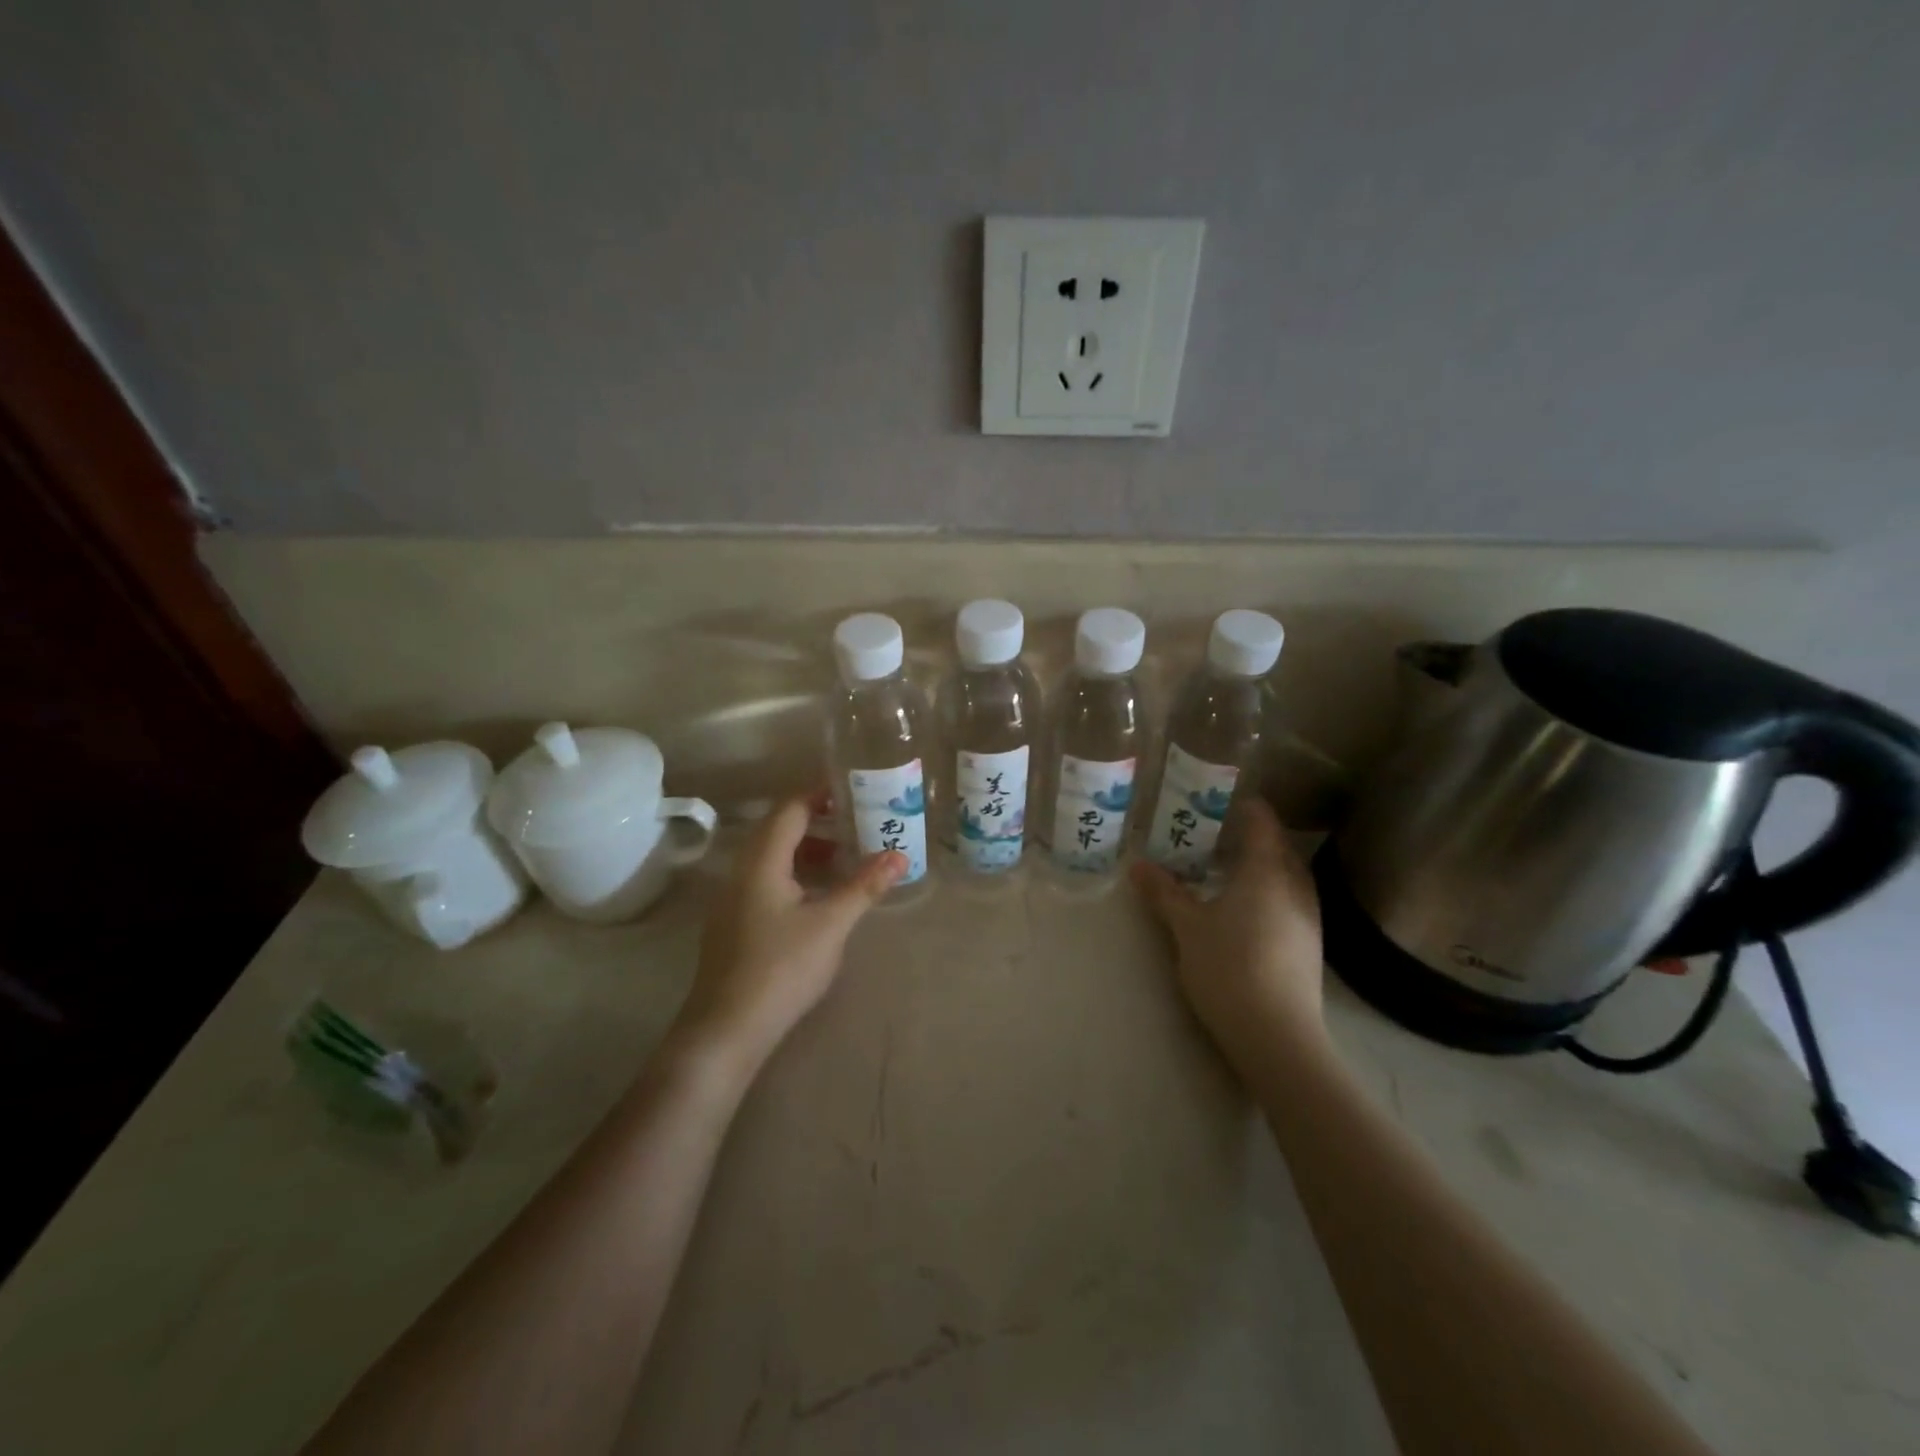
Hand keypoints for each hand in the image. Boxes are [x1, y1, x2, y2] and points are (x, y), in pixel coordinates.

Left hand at [672, 795, 904, 1075]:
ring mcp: (734, 899)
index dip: (819, 795)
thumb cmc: (780, 968)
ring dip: (807, 851)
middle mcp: (742, 872)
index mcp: (761, 862)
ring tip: (845, 858)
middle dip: (818, 822)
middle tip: (857, 823)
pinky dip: (796, 874)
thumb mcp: (831, 925)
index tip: (854, 791)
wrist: (726, 1029)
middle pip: (779, 830)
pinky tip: (819, 897)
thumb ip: (864, 886)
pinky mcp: (735, 923)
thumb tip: (900, 855)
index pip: (790, 809)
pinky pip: (767, 880)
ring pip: (773, 858)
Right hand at [1130, 798, 1328, 1076]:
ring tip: (1226, 868)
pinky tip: (1245, 908)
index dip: (1243, 806)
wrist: (1277, 1035)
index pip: (1262, 822)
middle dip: (1251, 835)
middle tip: (1213, 834)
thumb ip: (1164, 892)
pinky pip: (1290, 898)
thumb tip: (1137, 864)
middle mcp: (1295, 886)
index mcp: (1267, 871)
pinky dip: (1269, 890)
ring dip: (1262, 864)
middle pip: (1278, 846)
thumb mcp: (1187, 927)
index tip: (1216, 800)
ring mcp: (1309, 916)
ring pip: (1287, 874)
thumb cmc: (1228, 967)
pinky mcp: (1310, 944)